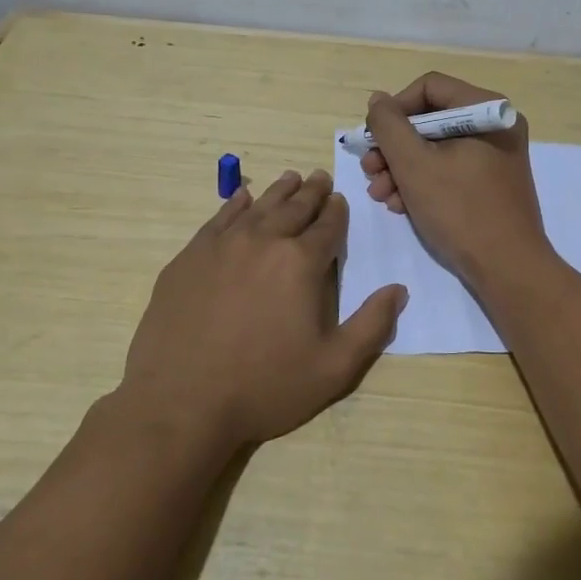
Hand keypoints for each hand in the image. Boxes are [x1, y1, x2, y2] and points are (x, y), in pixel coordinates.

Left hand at [121, 169, 407, 448]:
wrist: (181, 402)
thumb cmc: (265, 387)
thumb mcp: (334, 368)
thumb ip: (371, 326)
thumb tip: (398, 290)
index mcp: (301, 263)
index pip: (327, 226)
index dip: (336, 211)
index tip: (339, 200)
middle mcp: (263, 241)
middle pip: (293, 207)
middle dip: (311, 192)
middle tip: (320, 177)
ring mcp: (221, 246)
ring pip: (258, 206)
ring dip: (278, 191)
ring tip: (290, 178)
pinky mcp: (189, 257)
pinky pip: (218, 219)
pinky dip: (235, 204)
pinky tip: (242, 198)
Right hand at [359, 72, 552, 285]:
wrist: (507, 268)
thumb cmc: (460, 209)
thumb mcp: (414, 164)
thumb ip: (389, 126)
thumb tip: (378, 100)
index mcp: (486, 110)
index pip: (429, 87)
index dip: (395, 109)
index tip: (373, 139)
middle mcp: (494, 125)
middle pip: (430, 119)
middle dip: (394, 147)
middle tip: (371, 172)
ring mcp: (495, 156)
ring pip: (436, 148)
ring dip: (402, 169)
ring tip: (381, 195)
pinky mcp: (491, 183)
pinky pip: (450, 169)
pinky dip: (423, 183)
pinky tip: (402, 206)